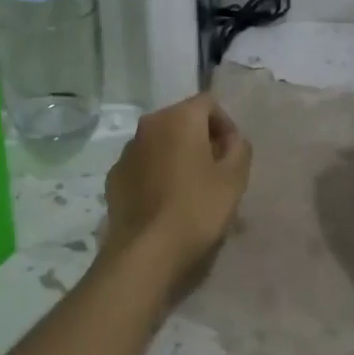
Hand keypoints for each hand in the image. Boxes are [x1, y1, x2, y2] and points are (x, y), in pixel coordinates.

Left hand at [102, 93, 251, 284]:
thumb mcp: (234, 179)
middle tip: (216, 171)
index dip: (226, 125)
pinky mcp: (114, 177)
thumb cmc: (197, 209)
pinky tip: (165, 201)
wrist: (146, 250)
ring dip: (177, 156)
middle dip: (201, 139)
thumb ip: (239, 148)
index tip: (233, 154)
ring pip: (160, 143)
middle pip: (182, 121)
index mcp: (178, 118)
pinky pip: (143, 165)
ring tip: (190, 188)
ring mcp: (126, 151)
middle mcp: (148, 125)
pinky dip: (156, 174)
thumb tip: (231, 140)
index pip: (208, 103)